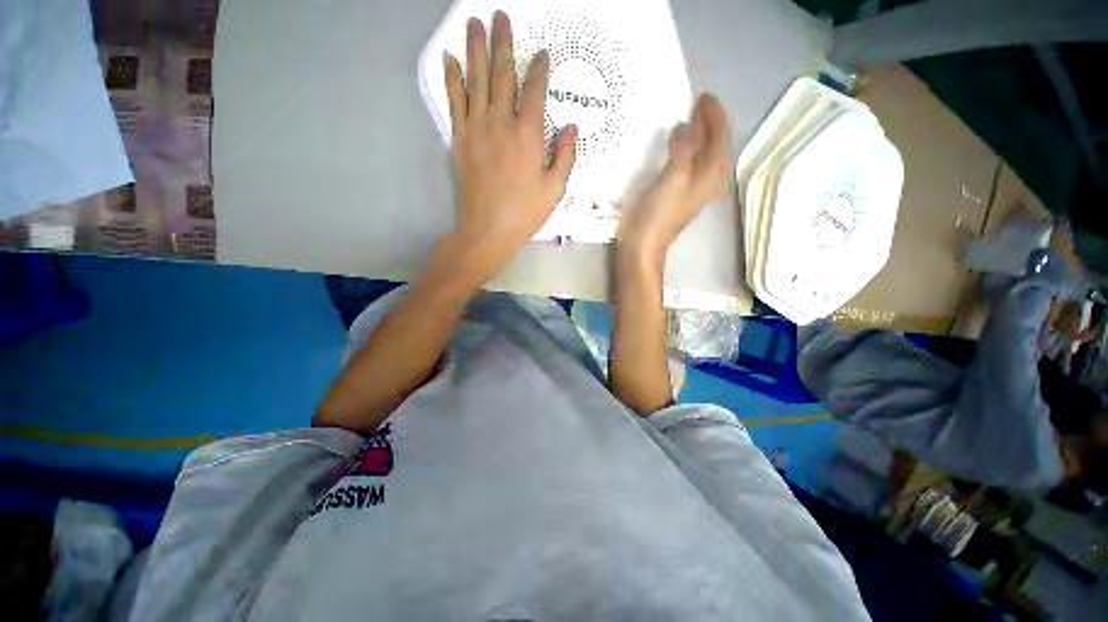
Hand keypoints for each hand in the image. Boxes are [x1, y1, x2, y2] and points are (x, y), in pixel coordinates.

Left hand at [443, 11, 576, 281]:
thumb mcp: (555, 189)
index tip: (542, 53)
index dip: (539, 69)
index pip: (535, 91)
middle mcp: (501, 123)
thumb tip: (572, 126)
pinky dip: (452, 78)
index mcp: (528, 135)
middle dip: (503, 43)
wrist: (488, 229)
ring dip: (475, 49)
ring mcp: (476, 129)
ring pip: (476, 80)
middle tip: (500, 15)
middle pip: (502, 75)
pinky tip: (450, 59)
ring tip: (474, 23)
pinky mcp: (460, 139)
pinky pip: (454, 102)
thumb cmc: (525, 212)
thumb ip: (565, 156)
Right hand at [617, 94, 732, 264]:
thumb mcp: (674, 178)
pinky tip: (676, 146)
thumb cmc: (658, 213)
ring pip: (702, 155)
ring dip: (698, 136)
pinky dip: (686, 150)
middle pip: (715, 145)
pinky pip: (688, 163)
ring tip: (689, 119)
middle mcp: (706, 180)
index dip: (714, 116)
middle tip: (697, 104)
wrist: (643, 244)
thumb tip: (687, 125)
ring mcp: (692, 188)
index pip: (720, 137)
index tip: (704, 96)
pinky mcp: (677, 194)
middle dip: (709, 124)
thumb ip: (684, 148)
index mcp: (710, 175)